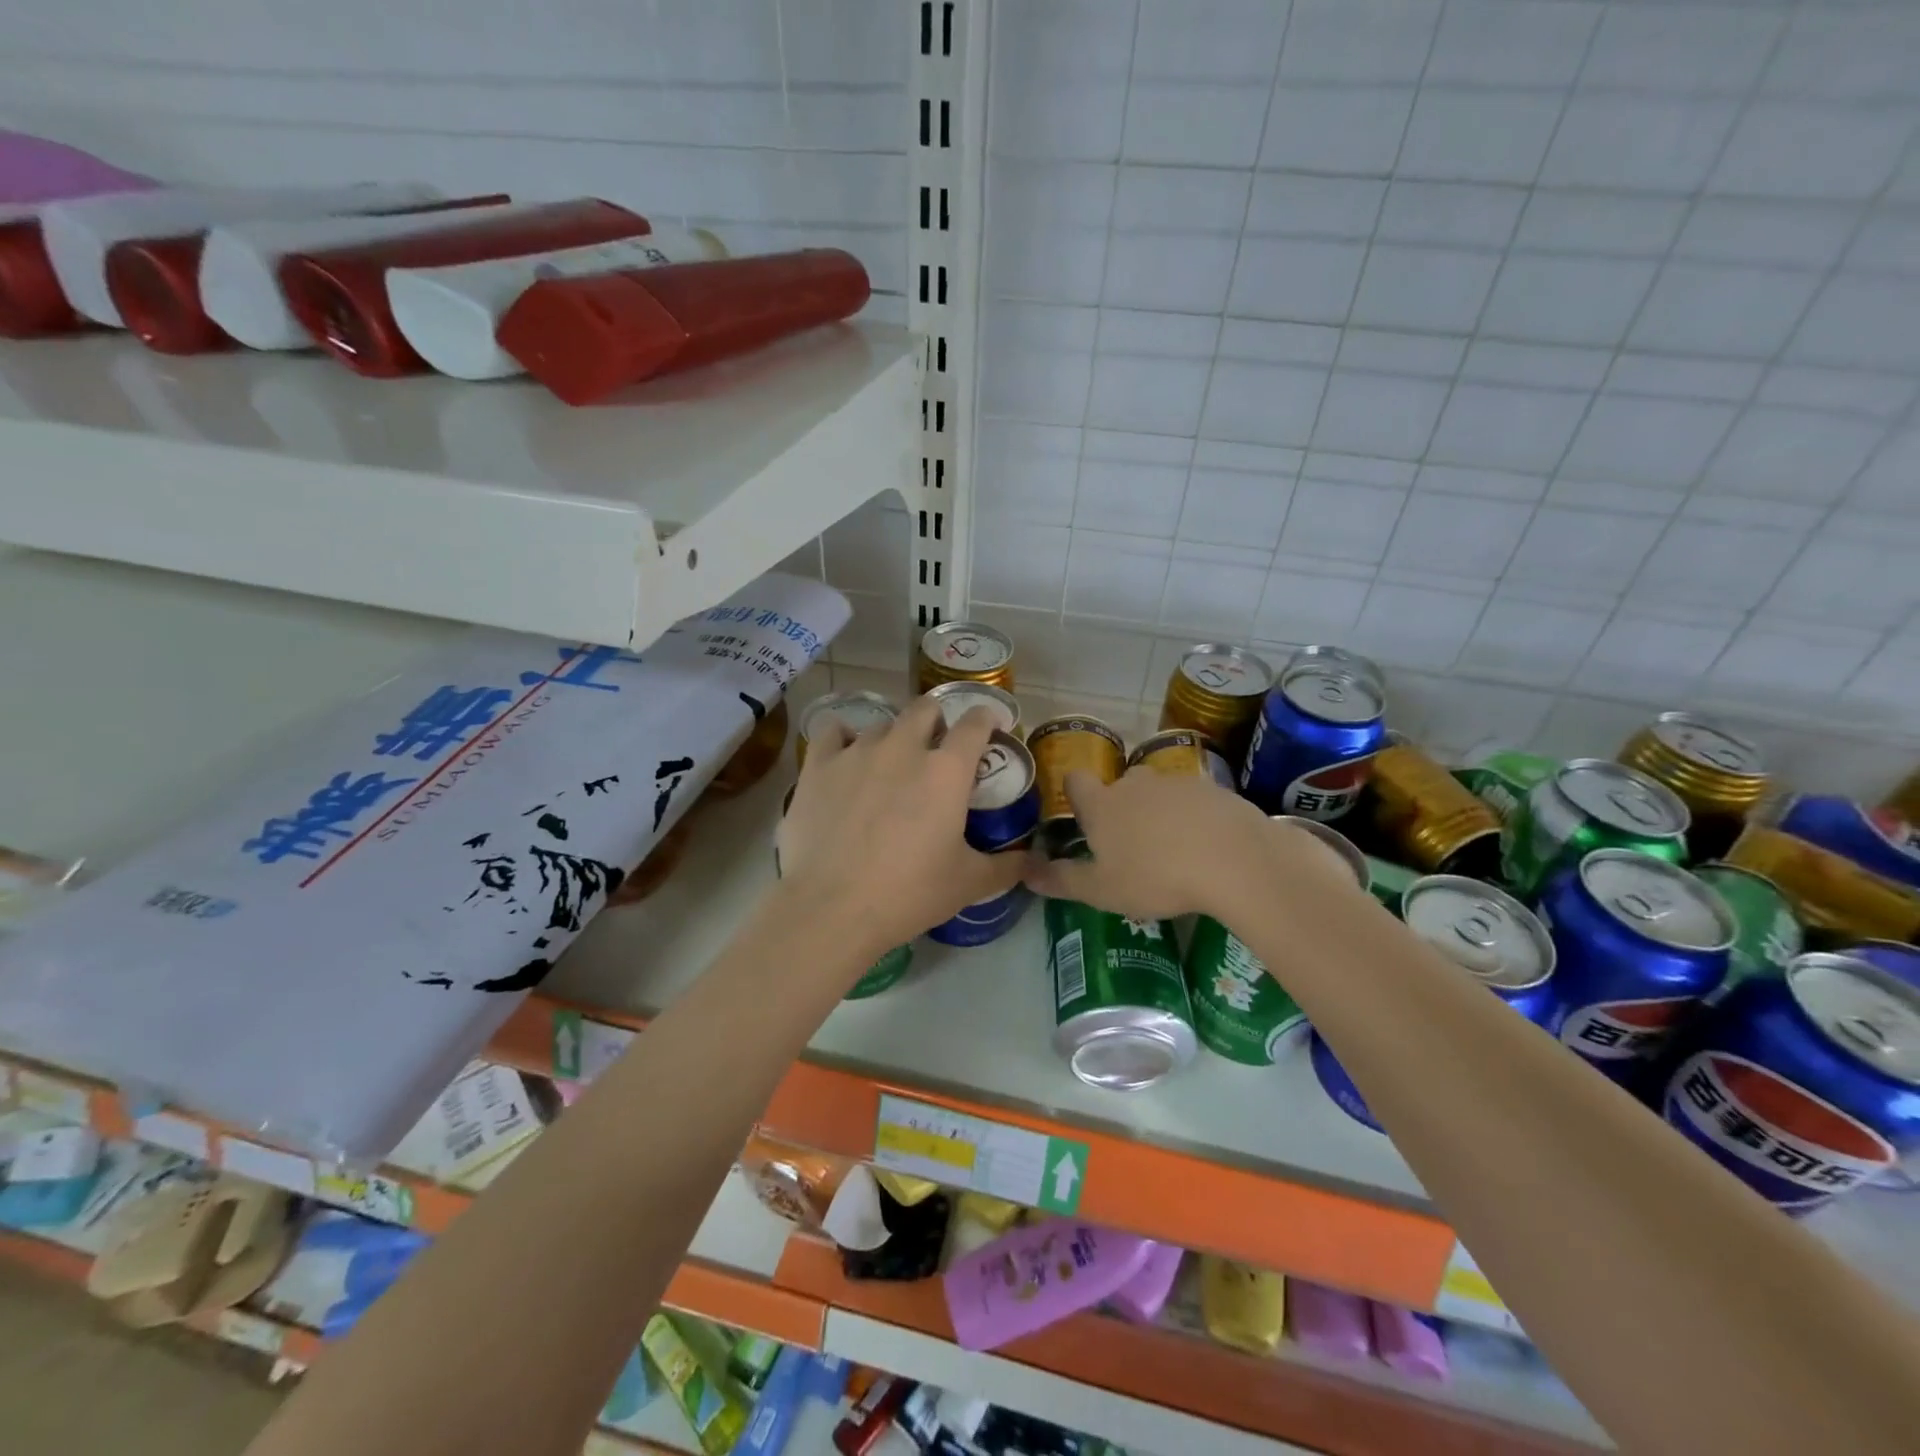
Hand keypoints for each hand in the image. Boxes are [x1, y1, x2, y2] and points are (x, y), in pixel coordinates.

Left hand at [776, 697, 1023, 962]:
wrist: (832, 908)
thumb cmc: (908, 893)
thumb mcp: (968, 884)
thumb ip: (1006, 866)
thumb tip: (1030, 861)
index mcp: (946, 770)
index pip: (975, 723)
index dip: (986, 719)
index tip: (989, 726)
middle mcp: (904, 747)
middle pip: (925, 708)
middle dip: (937, 721)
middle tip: (936, 749)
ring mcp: (857, 752)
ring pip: (881, 724)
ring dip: (893, 738)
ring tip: (889, 765)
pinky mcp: (818, 765)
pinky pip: (833, 732)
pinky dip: (843, 739)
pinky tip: (845, 757)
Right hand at [1022, 769, 1360, 921]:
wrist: (1234, 859)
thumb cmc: (1156, 877)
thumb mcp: (1102, 891)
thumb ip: (1062, 880)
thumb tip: (1025, 872)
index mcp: (1102, 804)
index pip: (1076, 781)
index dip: (1075, 794)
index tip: (1082, 817)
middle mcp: (1135, 784)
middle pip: (1120, 785)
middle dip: (1121, 806)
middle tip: (1131, 844)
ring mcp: (1176, 782)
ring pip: (1158, 792)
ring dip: (1159, 811)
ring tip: (1173, 849)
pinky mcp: (1214, 789)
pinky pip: (1194, 799)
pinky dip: (1194, 816)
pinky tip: (1206, 846)